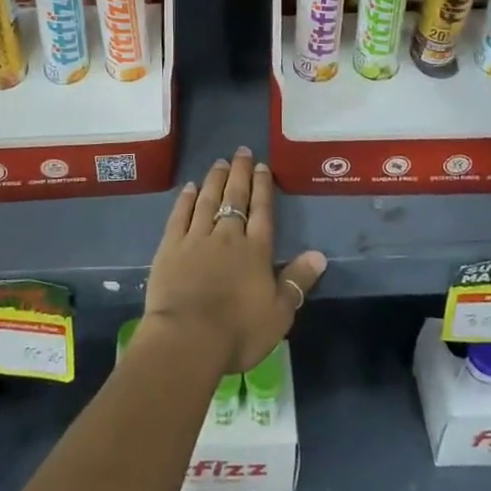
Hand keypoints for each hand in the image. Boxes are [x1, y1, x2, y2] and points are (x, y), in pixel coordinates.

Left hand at [142, 148, 326, 375]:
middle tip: (242, 152)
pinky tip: (189, 187)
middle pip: (235, 198)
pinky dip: (185, 199)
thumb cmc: (239, 331)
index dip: (263, 187)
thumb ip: (297, 281)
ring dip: (215, 180)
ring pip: (207, 200)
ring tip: (220, 162)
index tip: (262, 166)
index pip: (262, 211)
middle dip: (240, 173)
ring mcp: (196, 238)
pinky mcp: (170, 247)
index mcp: (256, 250)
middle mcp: (227, 236)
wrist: (188, 338)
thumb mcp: (279, 313)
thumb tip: (319, 254)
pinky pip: (180, 215)